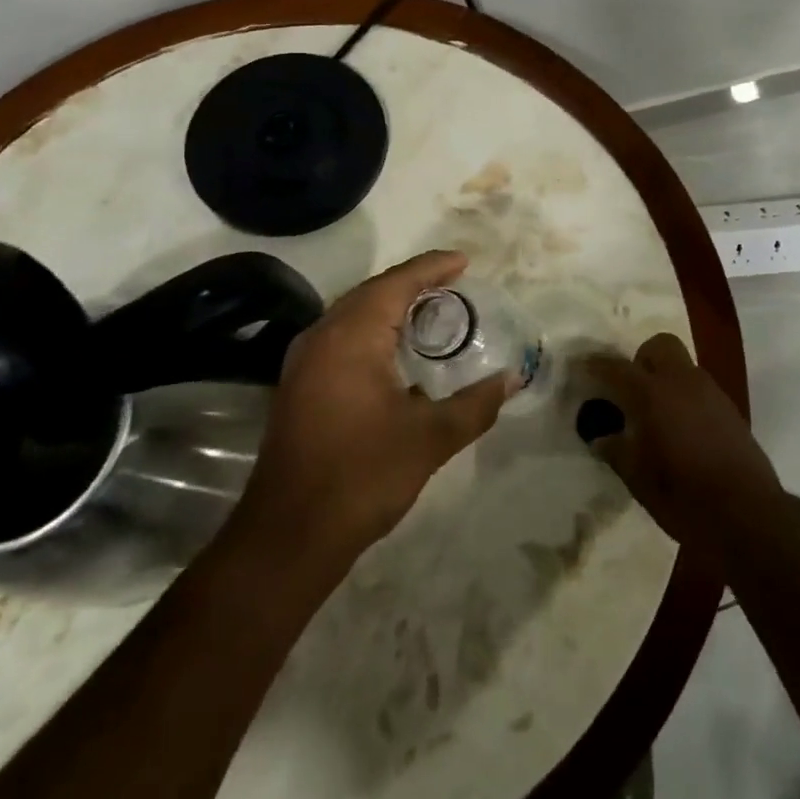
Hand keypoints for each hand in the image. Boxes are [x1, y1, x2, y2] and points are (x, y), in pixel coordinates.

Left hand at [241, 251, 514, 573]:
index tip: (464, 261)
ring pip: (353, 313)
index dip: (432, 267)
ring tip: (430, 310)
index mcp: (352, 336)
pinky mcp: (298, 385)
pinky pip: (341, 336)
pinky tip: (395, 352)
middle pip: (372, 291)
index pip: (397, 282)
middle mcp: (323, 336)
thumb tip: (511, 379)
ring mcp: (304, 361)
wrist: (288, 536)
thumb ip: (475, 404)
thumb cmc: (362, 475)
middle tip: (453, 284)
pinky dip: (372, 329)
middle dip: (413, 282)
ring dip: (391, 305)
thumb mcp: (430, 438)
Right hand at [581, 334, 782, 567]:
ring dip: (666, 378)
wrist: (748, 515)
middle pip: (660, 347)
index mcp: (654, 394)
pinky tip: (682, 431)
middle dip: (641, 359)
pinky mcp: (730, 409)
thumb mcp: (639, 479)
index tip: (582, 367)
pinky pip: (700, 388)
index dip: (597, 366)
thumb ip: (618, 452)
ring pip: (683, 366)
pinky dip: (686, 397)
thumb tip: (602, 439)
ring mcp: (712, 393)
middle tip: (630, 391)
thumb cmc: (684, 497)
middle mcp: (684, 382)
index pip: (618, 369)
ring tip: (656, 415)